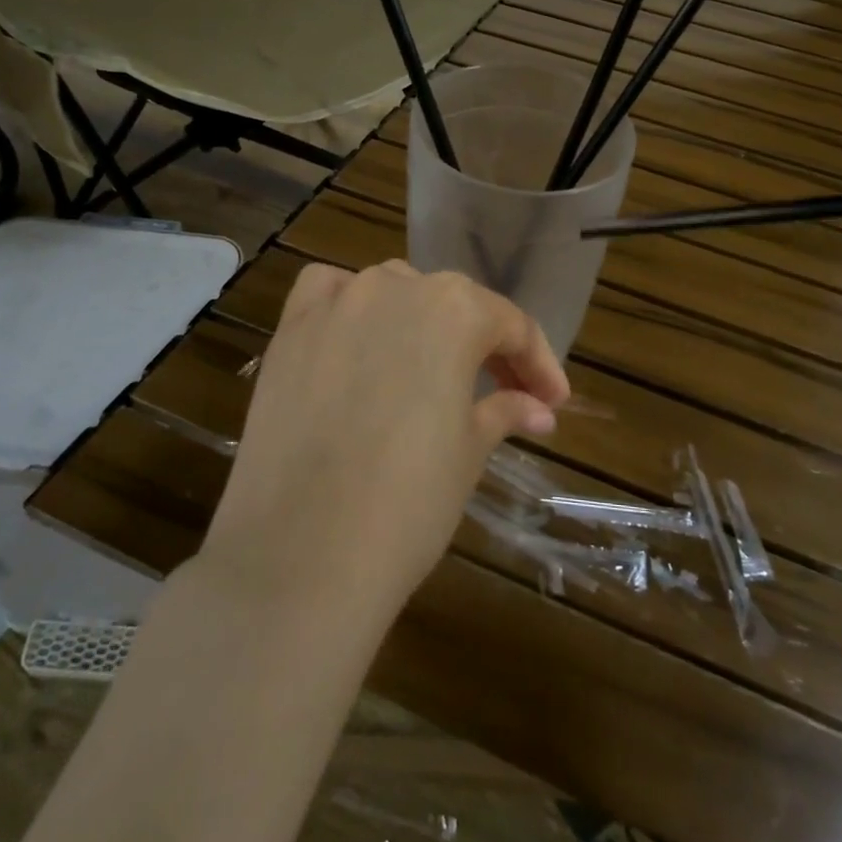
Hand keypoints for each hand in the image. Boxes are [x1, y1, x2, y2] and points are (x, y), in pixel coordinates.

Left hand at [200, 260, 570, 627]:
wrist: (302, 554)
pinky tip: (357, 336)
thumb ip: (504, 410)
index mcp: (454, 310)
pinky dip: (350, 305)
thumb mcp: (469, 451)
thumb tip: (537, 408)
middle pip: (453, 304)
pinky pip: (328, 293)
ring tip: (431, 369)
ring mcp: (336, 303)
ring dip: (420, 322)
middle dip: (484, 345)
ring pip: (393, 291)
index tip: (552, 402)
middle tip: (505, 393)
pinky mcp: (289, 329)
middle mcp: (395, 286)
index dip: (538, 364)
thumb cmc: (408, 502)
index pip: (510, 325)